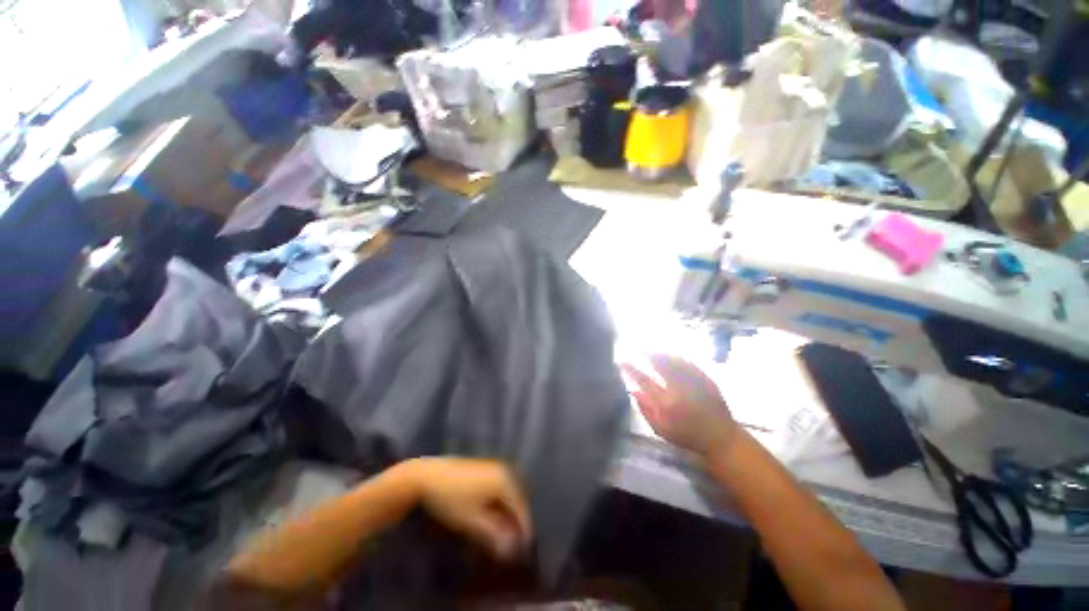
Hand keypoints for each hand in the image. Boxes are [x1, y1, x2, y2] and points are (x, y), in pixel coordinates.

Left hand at [401, 458, 531, 560]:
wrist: (429, 475)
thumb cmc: (451, 498)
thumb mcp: (472, 520)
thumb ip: (495, 533)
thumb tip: (513, 548)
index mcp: (505, 479)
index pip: (522, 507)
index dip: (524, 529)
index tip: (523, 549)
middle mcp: (506, 469)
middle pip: (519, 499)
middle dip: (517, 520)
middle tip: (510, 543)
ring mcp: (497, 467)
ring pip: (510, 494)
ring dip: (508, 513)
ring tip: (501, 534)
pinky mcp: (489, 468)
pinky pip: (503, 487)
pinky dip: (501, 503)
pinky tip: (493, 517)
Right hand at [622, 355, 737, 458]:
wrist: (721, 438)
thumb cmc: (687, 436)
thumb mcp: (661, 429)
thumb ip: (645, 410)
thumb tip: (633, 391)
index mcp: (665, 402)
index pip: (643, 380)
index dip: (631, 369)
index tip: (622, 362)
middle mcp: (678, 388)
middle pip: (659, 364)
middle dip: (647, 354)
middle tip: (638, 350)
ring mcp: (693, 381)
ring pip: (674, 360)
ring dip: (661, 353)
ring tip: (652, 350)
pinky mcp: (705, 378)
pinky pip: (688, 362)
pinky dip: (677, 357)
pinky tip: (672, 355)